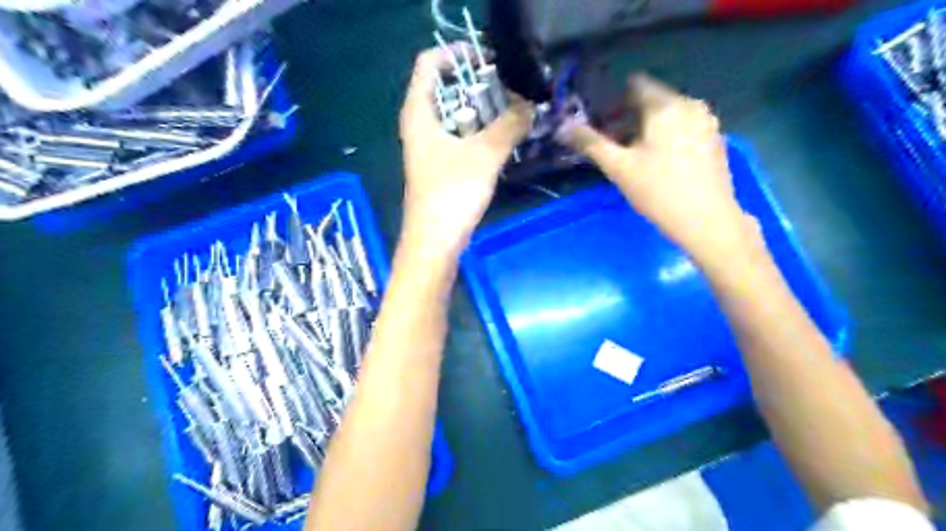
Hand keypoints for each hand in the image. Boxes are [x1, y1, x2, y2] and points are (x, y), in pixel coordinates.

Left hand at [396, 48, 529, 259]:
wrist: (434, 243)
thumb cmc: (452, 194)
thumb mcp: (484, 155)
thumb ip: (509, 126)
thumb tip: (531, 104)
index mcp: (419, 114)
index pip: (430, 64)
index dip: (458, 54)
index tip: (491, 59)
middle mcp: (420, 126)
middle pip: (446, 88)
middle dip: (479, 83)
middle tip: (511, 87)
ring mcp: (429, 148)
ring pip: (456, 116)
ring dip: (484, 110)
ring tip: (515, 109)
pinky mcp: (440, 166)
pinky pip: (460, 137)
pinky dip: (480, 132)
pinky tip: (503, 138)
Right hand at [557, 75, 758, 265]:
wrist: (707, 220)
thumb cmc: (658, 191)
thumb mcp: (618, 167)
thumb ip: (590, 143)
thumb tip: (563, 127)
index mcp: (666, 106)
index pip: (635, 85)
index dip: (614, 100)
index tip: (602, 122)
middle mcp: (690, 105)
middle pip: (653, 100)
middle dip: (630, 117)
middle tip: (613, 143)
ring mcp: (707, 122)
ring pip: (669, 115)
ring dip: (648, 128)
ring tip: (634, 155)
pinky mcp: (715, 140)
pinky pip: (684, 127)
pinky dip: (668, 136)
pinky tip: (661, 163)